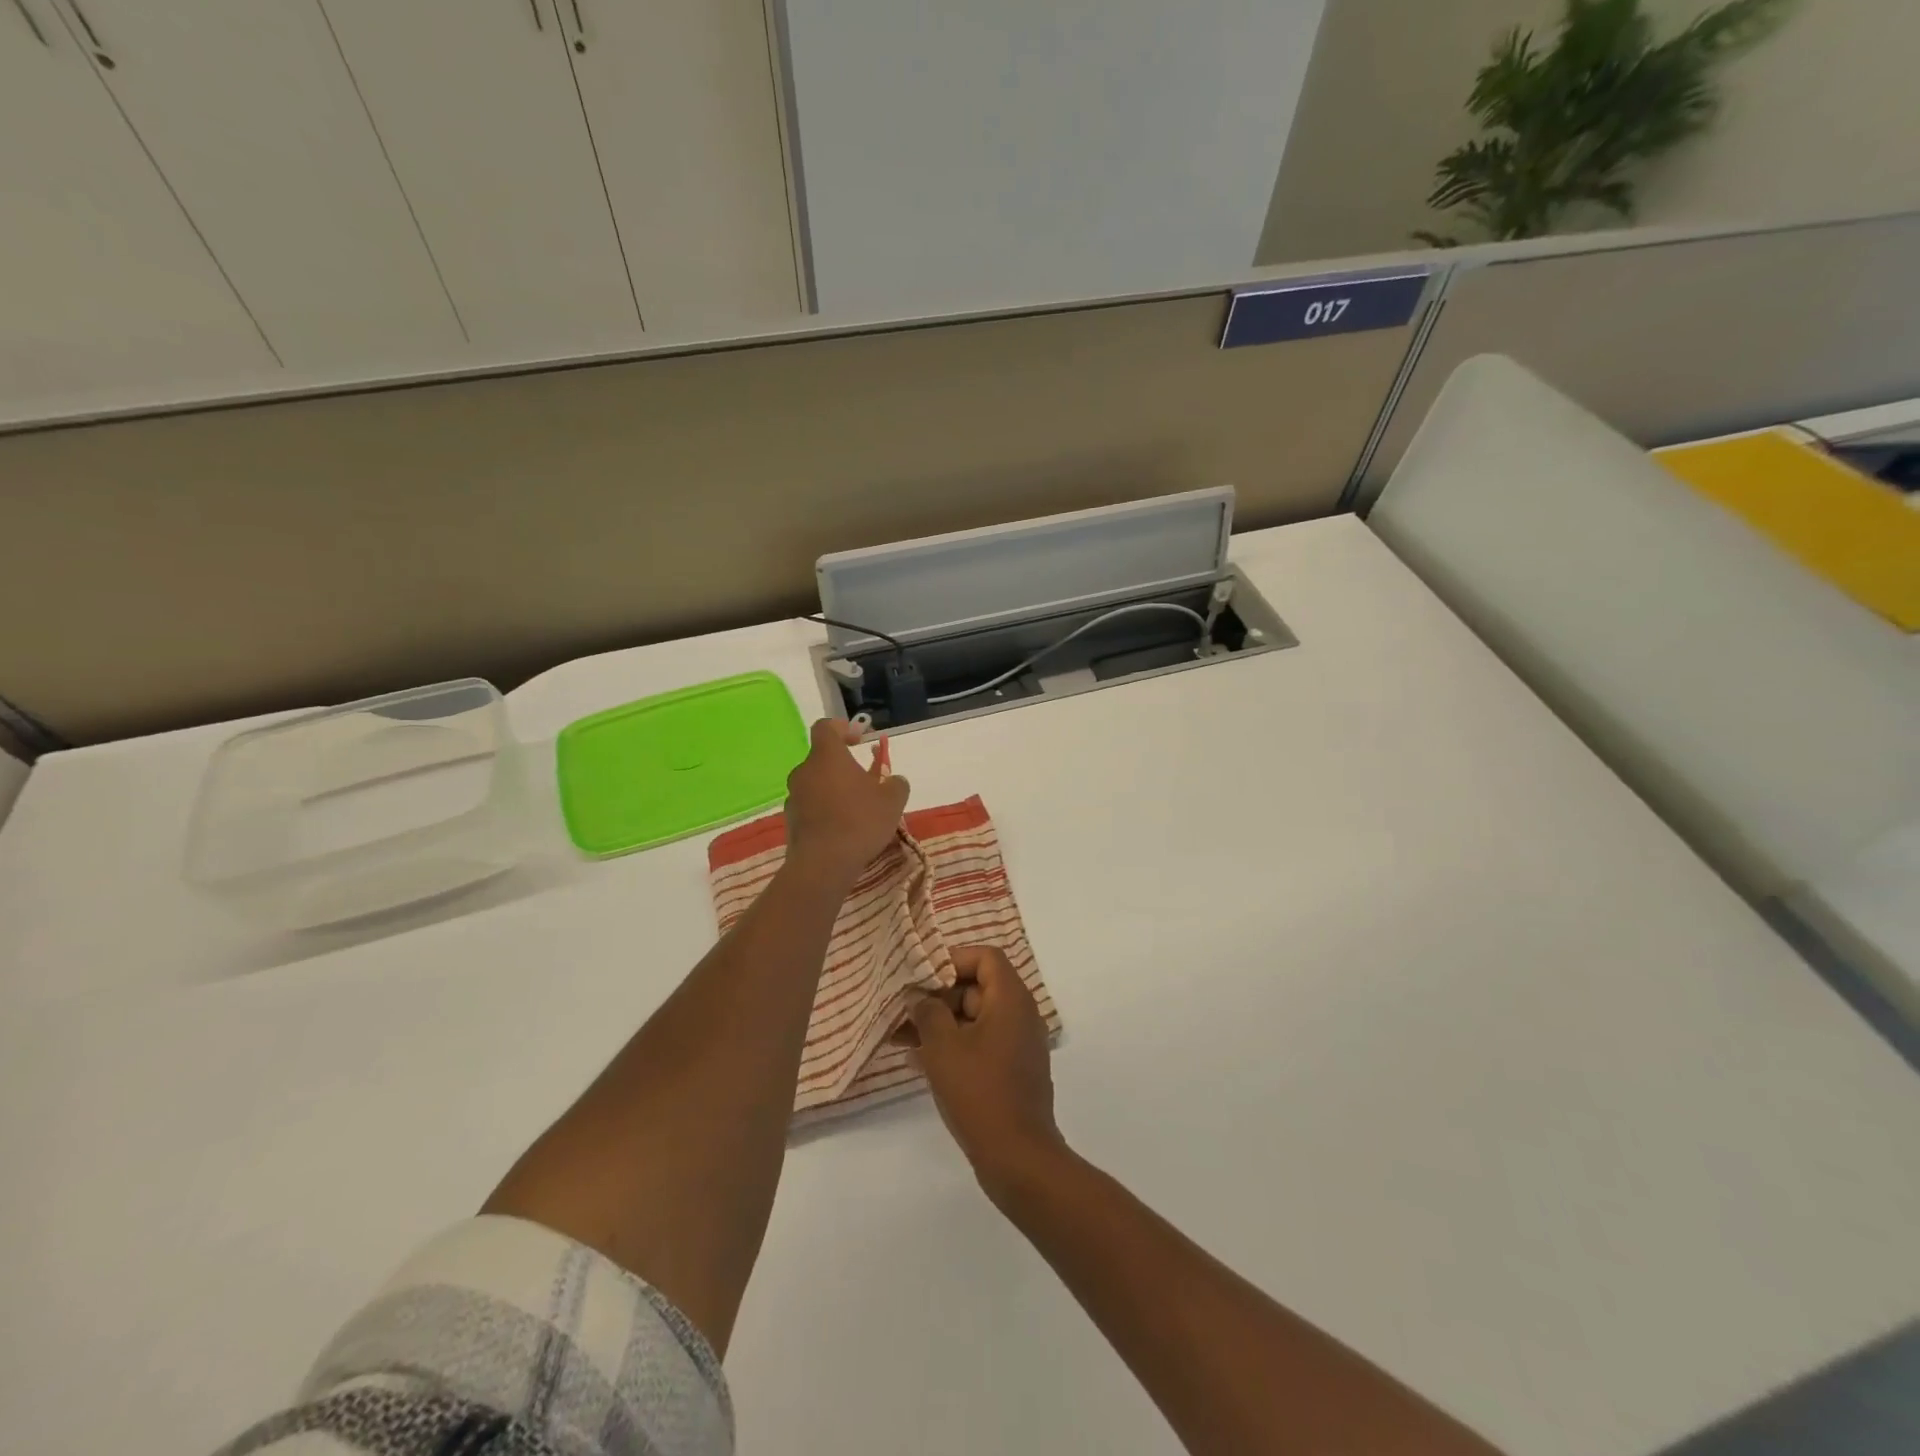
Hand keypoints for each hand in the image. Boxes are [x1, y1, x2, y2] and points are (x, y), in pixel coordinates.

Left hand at [783, 719, 910, 888]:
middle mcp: (804, 771)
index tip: (859, 739)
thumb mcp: (892, 800)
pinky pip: (810, 806)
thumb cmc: (860, 822)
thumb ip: (895, 783)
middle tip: (866, 782)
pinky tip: (842, 829)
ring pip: (816, 784)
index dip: (842, 728)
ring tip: (856, 810)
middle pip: (822, 759)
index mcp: (827, 756)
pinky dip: (825, 810)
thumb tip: (893, 780)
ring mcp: (794, 797)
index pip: (826, 727)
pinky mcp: (790, 821)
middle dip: (843, 767)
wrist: (823, 864)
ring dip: (834, 790)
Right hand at [906, 946, 1064, 1201]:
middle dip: (938, 997)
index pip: (985, 958)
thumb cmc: (979, 1091)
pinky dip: (952, 1046)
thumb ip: (928, 1012)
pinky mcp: (1011, 1071)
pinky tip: (916, 1060)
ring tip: (899, 1037)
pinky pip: (979, 1044)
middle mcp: (1020, 1015)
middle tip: (903, 1011)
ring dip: (939, 1024)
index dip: (953, 960)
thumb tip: (919, 996)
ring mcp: (1017, 1045)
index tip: (922, 976)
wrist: (1017, 1157)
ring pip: (974, 1019)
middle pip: (977, 987)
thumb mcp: (943, 1046)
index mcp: (1011, 999)